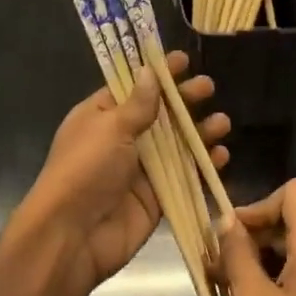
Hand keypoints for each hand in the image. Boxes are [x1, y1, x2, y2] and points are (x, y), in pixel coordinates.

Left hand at [20, 52, 229, 295]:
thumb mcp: (110, 128)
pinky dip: (202, 166)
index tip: (183, 60)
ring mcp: (139, 171)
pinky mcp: (155, 199)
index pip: (132, 88)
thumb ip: (138, 104)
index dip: (157, 74)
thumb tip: (148, 71)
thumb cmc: (86, 170)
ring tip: (223, 123)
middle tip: (208, 88)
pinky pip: (183, 177)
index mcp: (100, 117)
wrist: (72, 235)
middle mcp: (120, 141)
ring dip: (199, 133)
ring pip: (175, 146)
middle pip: (159, 115)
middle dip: (183, 101)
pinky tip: (220, 156)